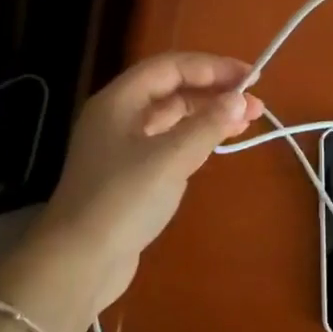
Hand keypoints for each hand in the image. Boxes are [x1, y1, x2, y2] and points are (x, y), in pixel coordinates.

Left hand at [13, 53, 262, 318]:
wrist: (77, 265)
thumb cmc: (122, 200)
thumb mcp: (170, 158)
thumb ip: (208, 125)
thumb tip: (240, 100)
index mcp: (119, 100)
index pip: (171, 67)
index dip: (212, 66)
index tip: (251, 77)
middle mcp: (118, 116)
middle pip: (172, 89)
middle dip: (214, 92)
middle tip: (255, 105)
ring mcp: (121, 146)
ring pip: (172, 117)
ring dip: (208, 115)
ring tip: (246, 123)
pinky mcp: (128, 174)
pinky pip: (168, 142)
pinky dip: (195, 138)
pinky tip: (216, 145)